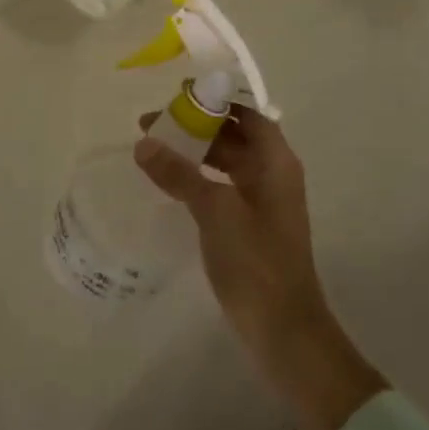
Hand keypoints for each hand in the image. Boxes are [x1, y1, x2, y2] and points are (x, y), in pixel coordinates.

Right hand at [135, 108, 385, 429]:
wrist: (284, 331)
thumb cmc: (256, 262)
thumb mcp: (215, 211)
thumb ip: (179, 174)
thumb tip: (144, 143)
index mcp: (276, 162)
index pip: (247, 114)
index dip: (216, 101)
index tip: (178, 97)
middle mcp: (273, 175)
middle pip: (235, 135)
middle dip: (197, 127)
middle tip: (153, 125)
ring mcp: (263, 202)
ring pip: (227, 162)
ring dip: (195, 154)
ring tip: (153, 151)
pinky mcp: (251, 226)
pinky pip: (222, 188)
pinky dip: (198, 179)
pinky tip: (169, 185)